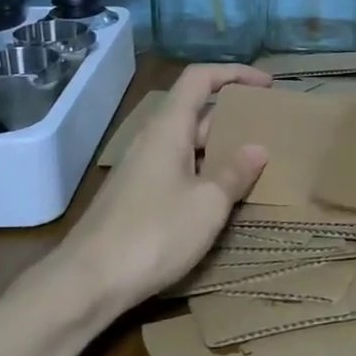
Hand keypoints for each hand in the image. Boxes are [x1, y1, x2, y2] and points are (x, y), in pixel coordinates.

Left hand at [60, 64, 271, 308]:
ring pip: (187, 142)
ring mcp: (141, 167)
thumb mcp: (208, 204)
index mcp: (169, 127)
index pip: (200, 78)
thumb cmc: (154, 234)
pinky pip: (177, 167)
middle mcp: (152, 138)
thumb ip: (235, 173)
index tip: (267, 85)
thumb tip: (258, 149)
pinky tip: (221, 196)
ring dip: (220, 146)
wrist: (88, 282)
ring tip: (253, 162)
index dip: (235, 73)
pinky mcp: (136, 195)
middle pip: (195, 110)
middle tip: (268, 129)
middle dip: (233, 114)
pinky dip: (203, 170)